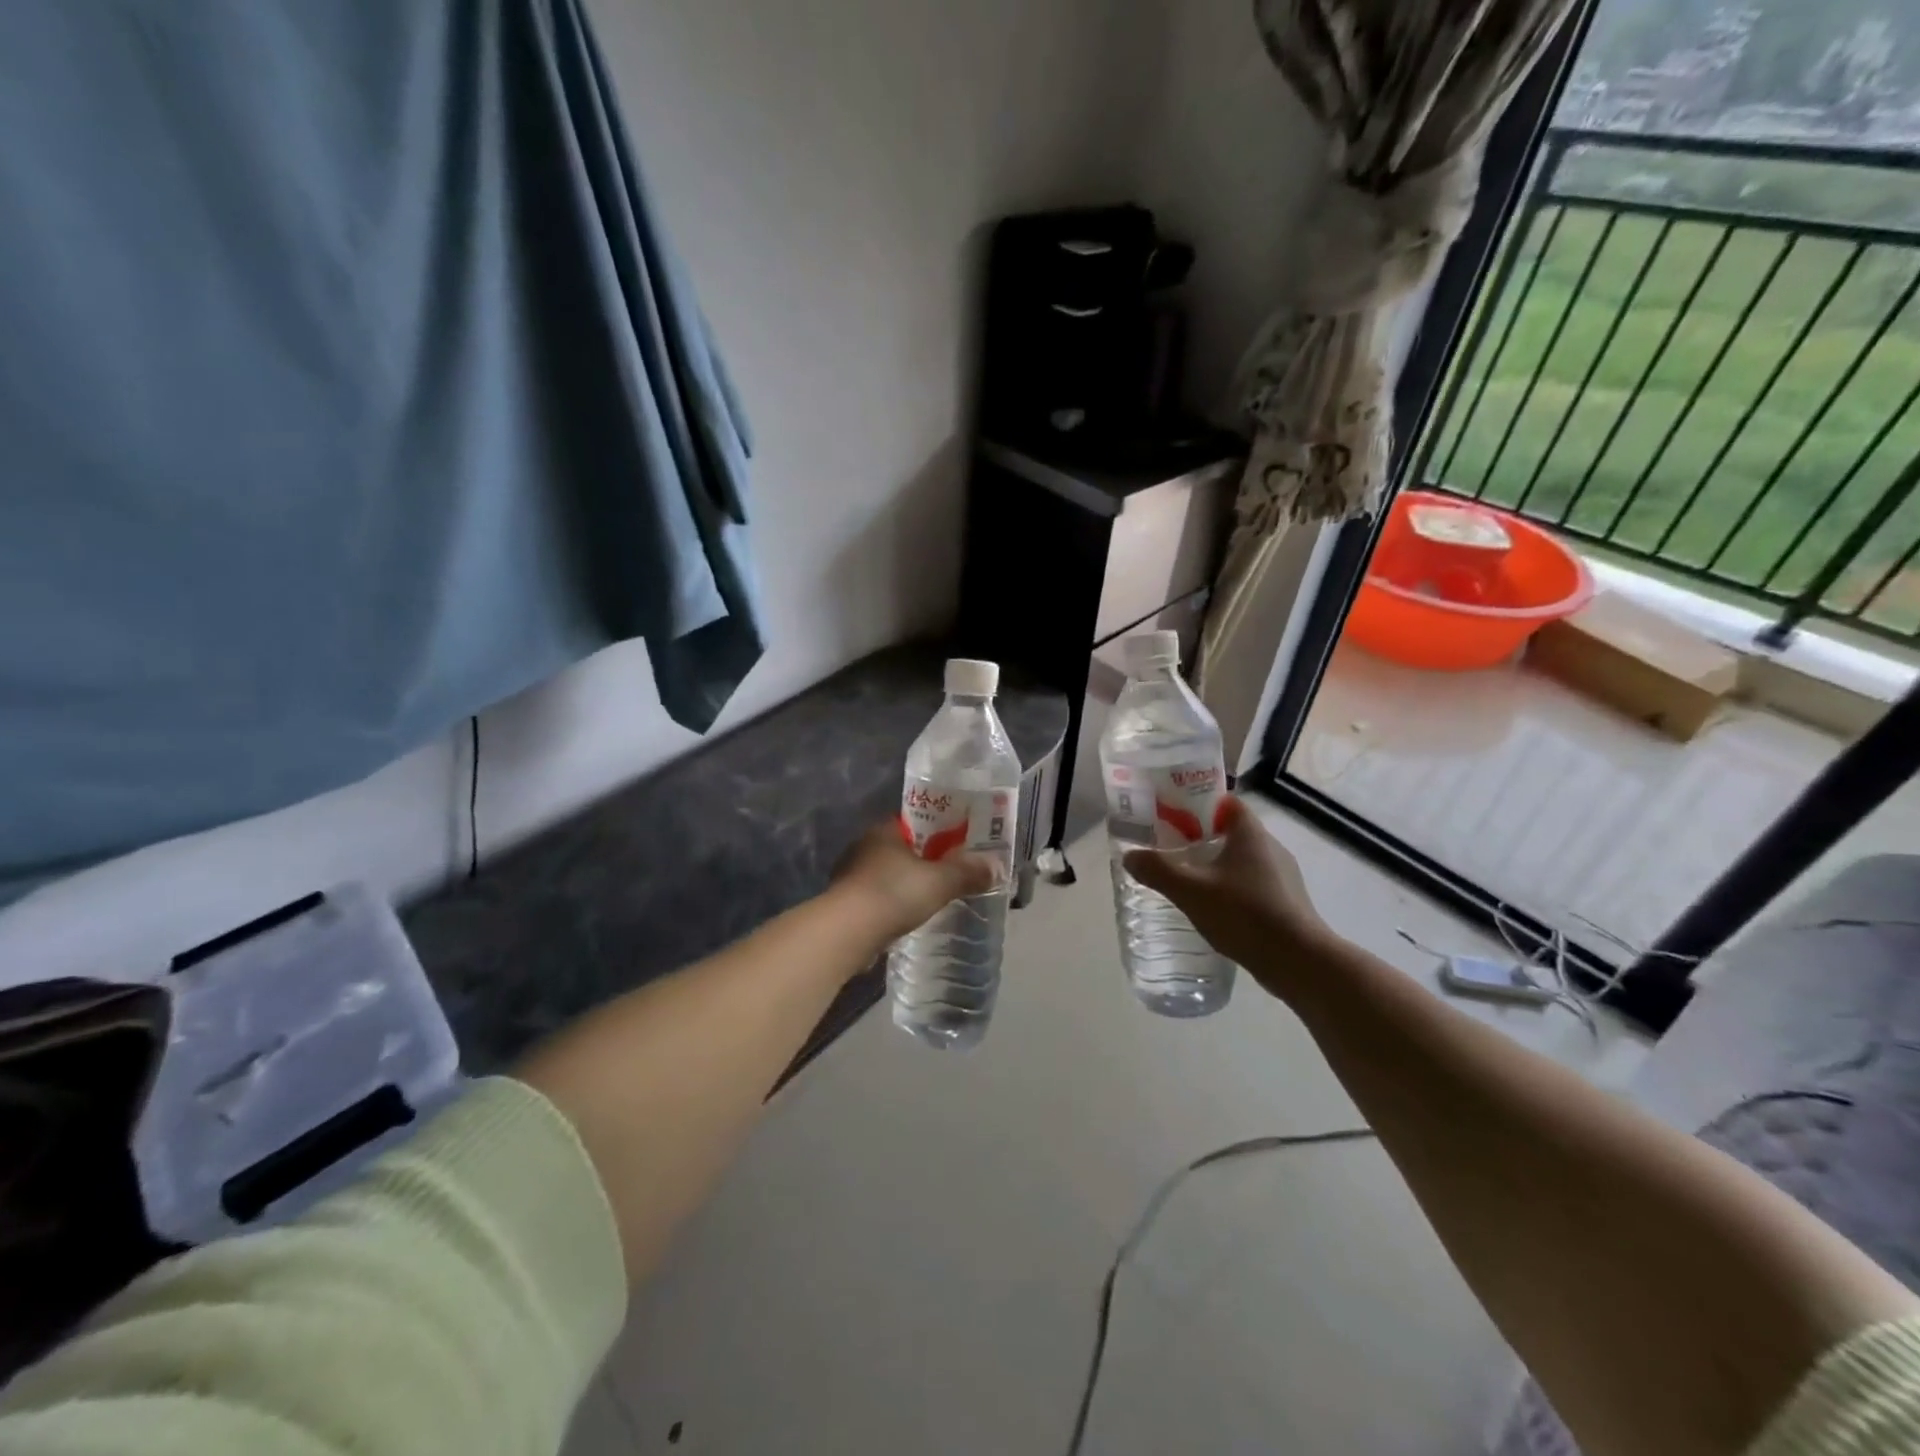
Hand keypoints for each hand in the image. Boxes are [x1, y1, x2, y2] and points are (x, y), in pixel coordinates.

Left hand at [831, 822, 1001, 946]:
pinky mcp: (846, 904)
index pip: (915, 822)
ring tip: (932, 897)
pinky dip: (893, 905)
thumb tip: (996, 866)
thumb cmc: (893, 894)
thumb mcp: (940, 881)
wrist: (846, 932)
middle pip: (902, 849)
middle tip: (951, 873)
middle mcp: (864, 847)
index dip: (938, 830)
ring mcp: (851, 876)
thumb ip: (967, 872)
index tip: (958, 843)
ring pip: (889, 874)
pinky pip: (878, 898)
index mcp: (884, 831)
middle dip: (924, 860)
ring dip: (906, 884)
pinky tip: (907, 918)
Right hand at [1122, 796, 1335, 1000]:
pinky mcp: (1286, 901)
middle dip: (1200, 838)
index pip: (1224, 802)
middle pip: (1230, 831)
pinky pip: (1252, 884)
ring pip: (1241, 860)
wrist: (1299, 961)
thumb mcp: (1191, 891)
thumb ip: (1157, 870)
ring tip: (1187, 882)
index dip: (1196, 804)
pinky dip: (1231, 889)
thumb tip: (1130, 856)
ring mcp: (1283, 875)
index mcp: (1250, 833)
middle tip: (1169, 851)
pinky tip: (1214, 910)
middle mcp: (1270, 846)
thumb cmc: (1245, 914)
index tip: (1170, 817)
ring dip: (1216, 866)